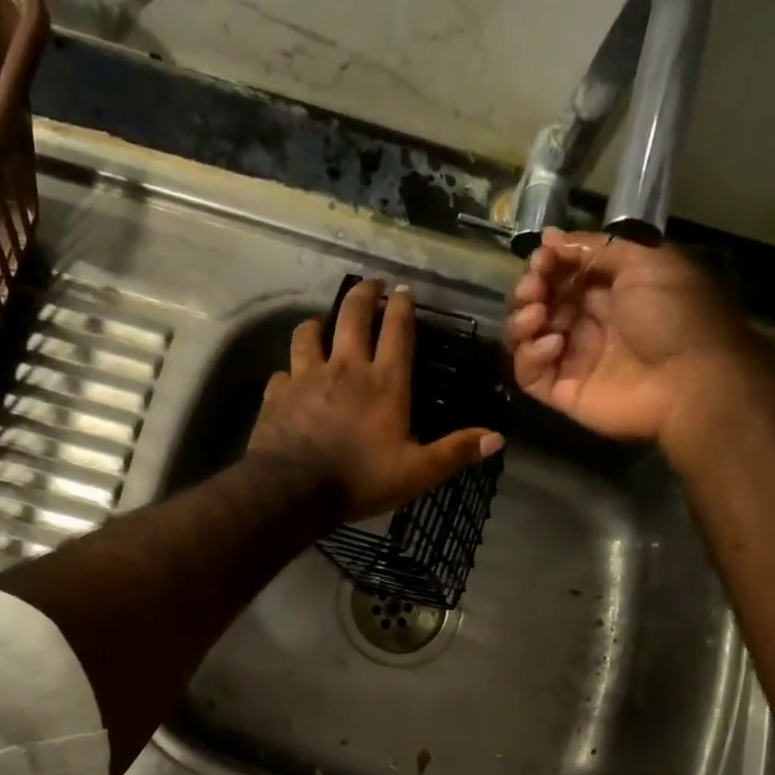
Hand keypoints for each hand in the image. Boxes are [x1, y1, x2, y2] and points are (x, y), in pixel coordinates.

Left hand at [249, 279, 503, 521]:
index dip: (402, 307)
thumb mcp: (416, 473)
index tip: (404, 290)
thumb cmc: (359, 479)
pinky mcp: (277, 394)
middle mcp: (345, 368)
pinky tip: (290, 379)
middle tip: (370, 284)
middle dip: (363, 294)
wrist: (293, 490)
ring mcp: (306, 377)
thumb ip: (454, 453)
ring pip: (308, 333)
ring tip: (321, 324)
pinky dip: (289, 373)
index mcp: (384, 382)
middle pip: (352, 316)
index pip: (398, 331)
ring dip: (317, 324)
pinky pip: (283, 373)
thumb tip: (497, 438)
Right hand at [506, 227, 756, 445]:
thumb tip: (548, 238)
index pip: (561, 276)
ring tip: (537, 314)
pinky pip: (529, 375)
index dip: (546, 265)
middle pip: (538, 305)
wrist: (691, 379)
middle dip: (528, 291)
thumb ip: (595, 248)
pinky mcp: (563, 393)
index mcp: (610, 292)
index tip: (541, 260)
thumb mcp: (644, 261)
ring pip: (526, 339)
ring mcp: (573, 360)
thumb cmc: (674, 314)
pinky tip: (553, 344)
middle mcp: (588, 324)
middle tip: (534, 288)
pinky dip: (530, 356)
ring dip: (521, 321)